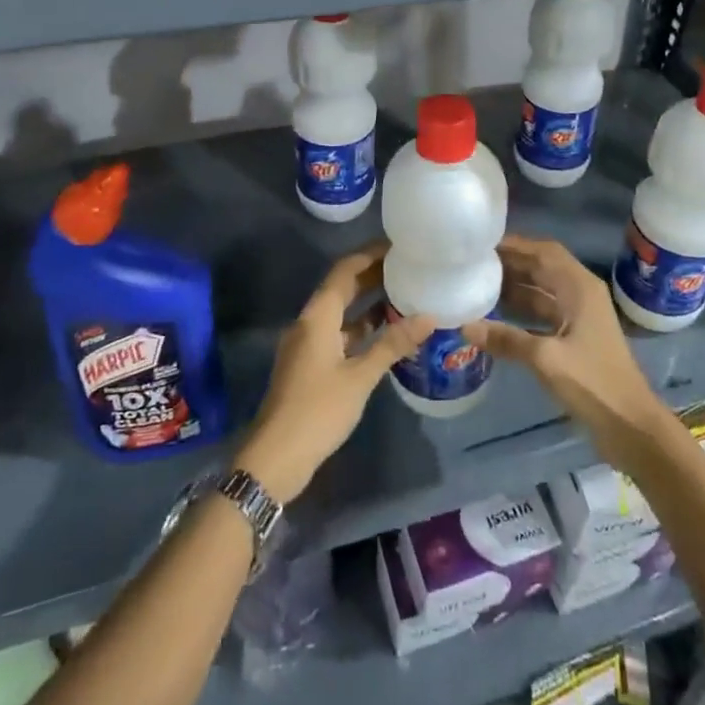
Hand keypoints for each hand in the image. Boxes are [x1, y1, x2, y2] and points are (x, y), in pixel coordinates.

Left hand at [237, 246, 434, 503]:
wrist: (275, 457)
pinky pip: (339, 334)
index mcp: (318, 316)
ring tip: (405, 297)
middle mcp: (310, 322)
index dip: (370, 255)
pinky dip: (361, 329)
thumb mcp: (360, 377)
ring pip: (341, 313)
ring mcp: (308, 344)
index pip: (345, 270)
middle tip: (408, 269)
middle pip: (342, 288)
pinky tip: (386, 336)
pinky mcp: (310, 365)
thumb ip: (392, 344)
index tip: (398, 246)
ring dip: (368, 304)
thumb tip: (429, 317)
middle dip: (373, 277)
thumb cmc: (318, 410)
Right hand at [462, 235, 673, 472]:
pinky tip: (495, 317)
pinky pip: (543, 313)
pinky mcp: (575, 338)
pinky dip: (521, 311)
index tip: (483, 244)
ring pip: (541, 291)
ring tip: (478, 284)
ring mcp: (579, 316)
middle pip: (542, 268)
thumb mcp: (546, 358)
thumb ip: (507, 339)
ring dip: (514, 287)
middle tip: (473, 263)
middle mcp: (580, 294)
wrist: (631, 426)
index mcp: (580, 287)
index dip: (516, 244)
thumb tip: (465, 326)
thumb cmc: (594, 383)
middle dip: (511, 264)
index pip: (544, 251)